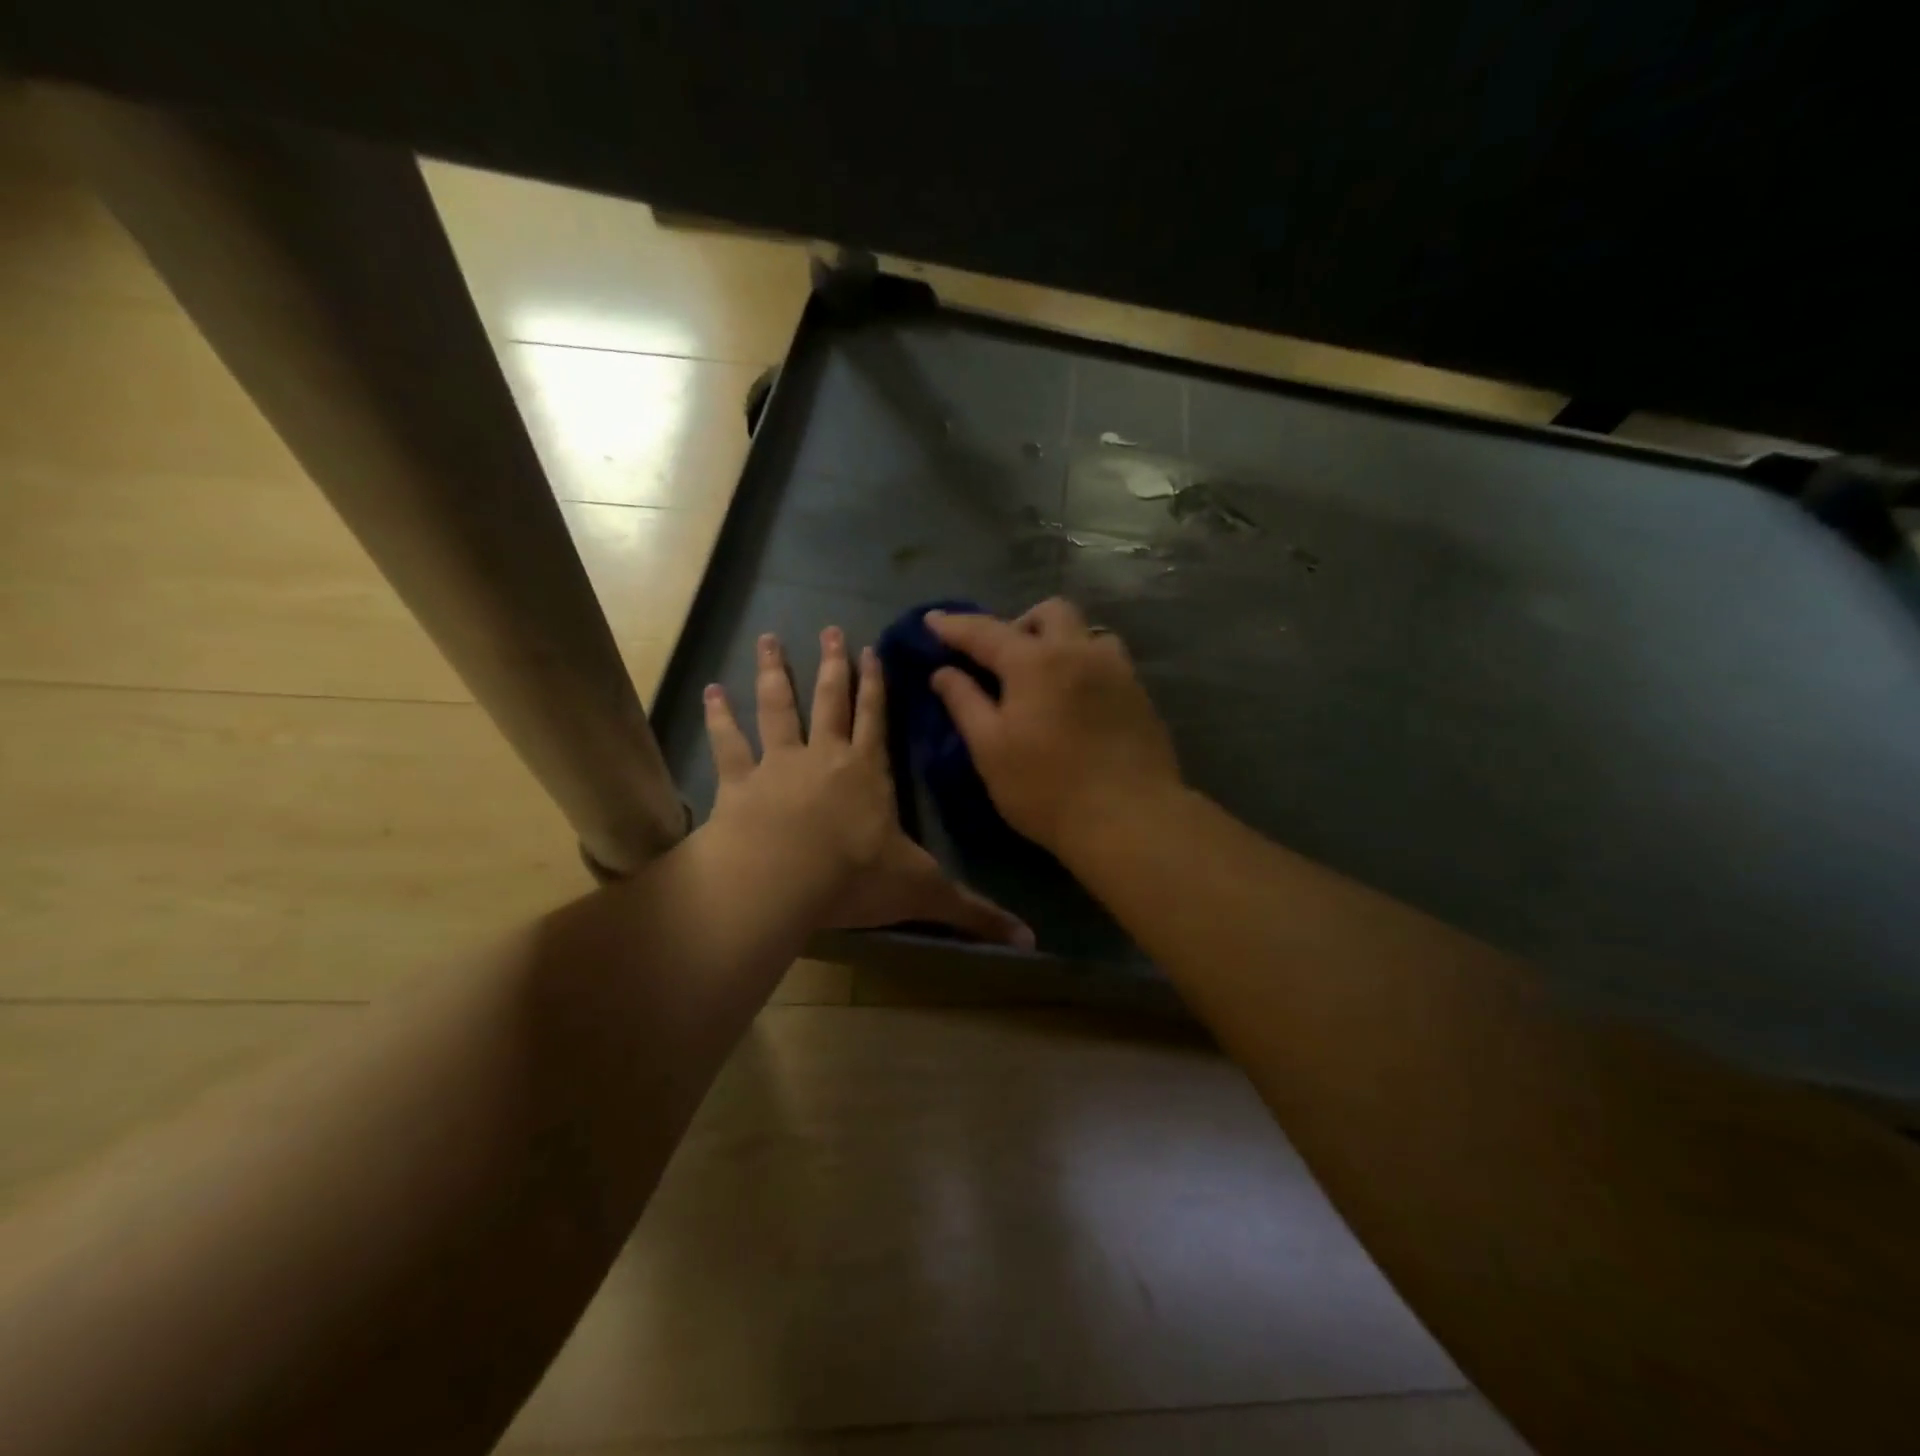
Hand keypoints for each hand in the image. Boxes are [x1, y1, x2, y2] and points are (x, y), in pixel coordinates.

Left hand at [702, 628, 1033, 945]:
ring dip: (775, 673)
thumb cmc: (856, 878)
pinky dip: (719, 717)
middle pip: (830, 700)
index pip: (876, 719)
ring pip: (779, 707)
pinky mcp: (740, 782)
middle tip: (828, 629)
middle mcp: (826, 757)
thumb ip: (974, 911)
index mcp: (868, 773)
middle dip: (832, 665)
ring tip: (768, 639)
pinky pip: (729, 742)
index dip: (875, 685)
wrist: (783, 879)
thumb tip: (1031, 940)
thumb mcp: (924, 892)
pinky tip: (711, 691)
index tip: (870, 650)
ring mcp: (779, 764)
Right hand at [925, 600, 1182, 855]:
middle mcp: (1079, 651)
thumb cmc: (1046, 789)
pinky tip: (1077, 700)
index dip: (955, 625)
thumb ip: (964, 703)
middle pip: (1050, 612)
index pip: (986, 632)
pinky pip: (1108, 660)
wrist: (1129, 820)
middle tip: (1002, 659)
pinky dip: (1084, 664)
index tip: (932, 620)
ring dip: (1061, 640)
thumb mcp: (990, 749)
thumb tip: (943, 672)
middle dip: (1020, 623)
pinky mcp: (1140, 694)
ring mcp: (1117, 670)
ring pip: (1088, 631)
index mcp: (1035, 662)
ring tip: (1047, 676)